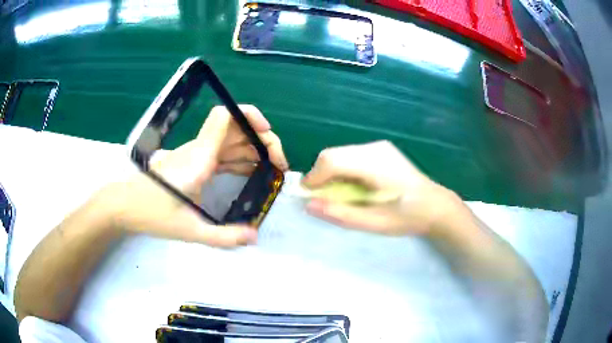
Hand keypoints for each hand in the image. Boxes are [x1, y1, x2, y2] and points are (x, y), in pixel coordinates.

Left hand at [104, 105, 287, 246]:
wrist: (126, 205)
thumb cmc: (153, 213)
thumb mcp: (189, 230)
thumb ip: (223, 237)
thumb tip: (254, 237)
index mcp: (199, 159)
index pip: (224, 118)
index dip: (249, 116)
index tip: (267, 133)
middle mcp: (200, 151)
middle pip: (236, 129)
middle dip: (262, 141)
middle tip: (278, 166)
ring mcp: (197, 155)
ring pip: (232, 141)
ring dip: (254, 151)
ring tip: (271, 172)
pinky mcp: (194, 163)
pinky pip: (223, 154)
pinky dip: (241, 160)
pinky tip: (252, 174)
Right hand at [302, 141, 462, 234]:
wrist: (436, 206)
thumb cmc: (408, 217)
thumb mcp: (374, 223)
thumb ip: (340, 214)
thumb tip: (309, 205)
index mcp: (374, 164)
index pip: (331, 160)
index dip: (313, 178)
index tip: (309, 198)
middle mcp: (374, 148)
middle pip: (332, 155)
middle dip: (321, 176)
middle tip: (325, 199)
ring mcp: (379, 147)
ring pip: (340, 154)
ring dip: (332, 173)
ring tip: (341, 195)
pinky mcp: (381, 150)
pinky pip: (351, 156)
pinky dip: (343, 170)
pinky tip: (356, 186)